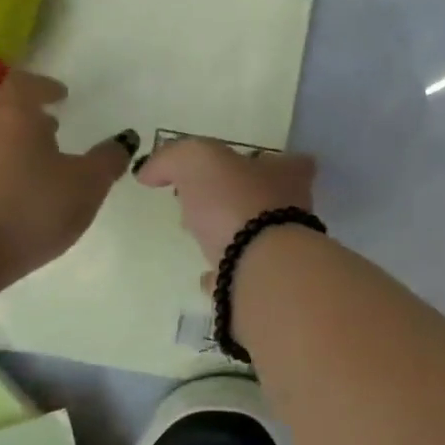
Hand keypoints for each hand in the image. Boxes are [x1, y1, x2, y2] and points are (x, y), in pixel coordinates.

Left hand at [0, 72, 136, 272]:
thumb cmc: (30, 208)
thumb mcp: (87, 185)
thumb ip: (107, 160)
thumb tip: (124, 139)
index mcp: (14, 114)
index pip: (23, 82)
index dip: (43, 86)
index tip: (60, 96)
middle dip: (21, 113)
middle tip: (46, 128)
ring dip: (4, 143)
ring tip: (31, 164)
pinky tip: (7, 194)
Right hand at [134, 139, 316, 262]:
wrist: (260, 270)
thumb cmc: (238, 202)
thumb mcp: (198, 160)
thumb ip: (173, 158)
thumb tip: (149, 171)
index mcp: (287, 176)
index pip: (292, 163)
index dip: (267, 162)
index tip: (241, 166)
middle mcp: (294, 212)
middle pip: (272, 200)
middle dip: (241, 199)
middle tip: (207, 201)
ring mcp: (285, 252)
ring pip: (259, 238)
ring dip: (234, 236)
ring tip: (202, 238)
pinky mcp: (268, 286)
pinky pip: (244, 276)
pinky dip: (227, 275)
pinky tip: (208, 278)